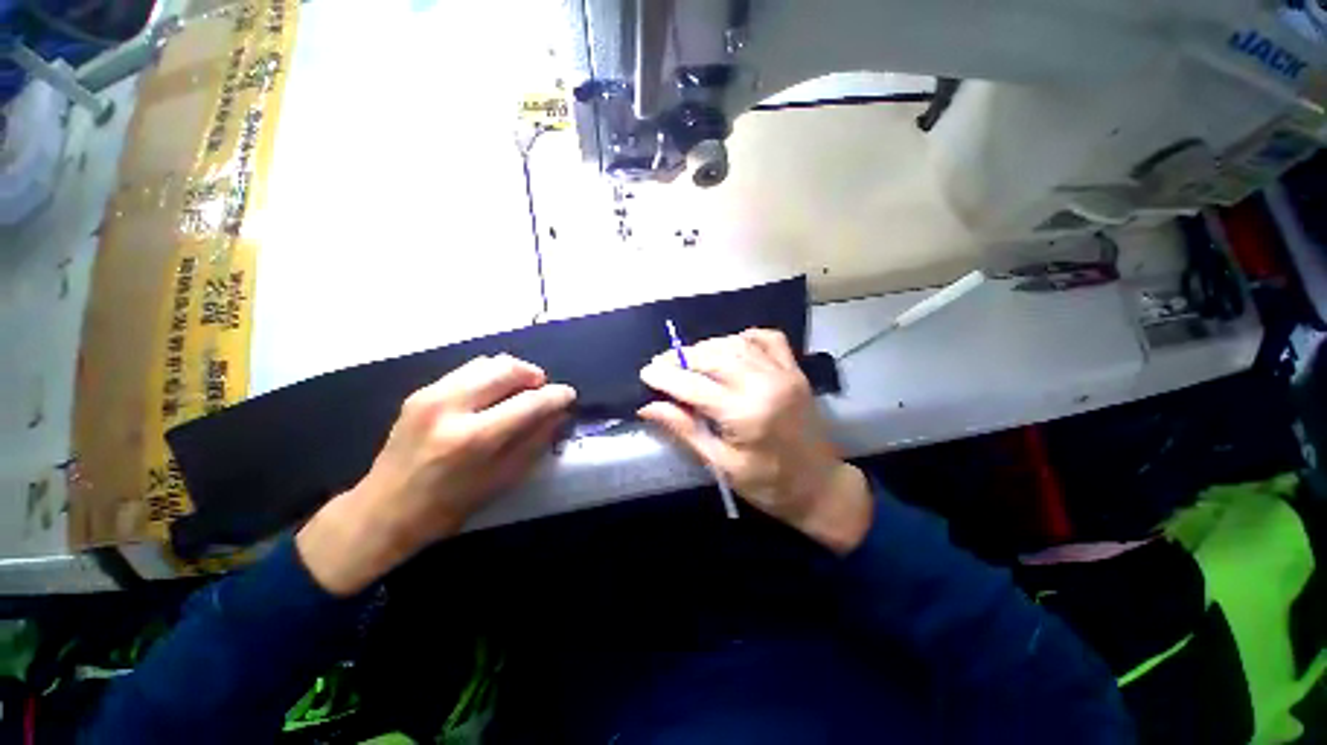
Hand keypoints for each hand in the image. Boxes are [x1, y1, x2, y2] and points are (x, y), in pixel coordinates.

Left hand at [297, 355, 575, 594]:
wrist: (383, 510)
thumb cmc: (449, 506)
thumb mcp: (502, 480)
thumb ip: (536, 441)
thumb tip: (559, 413)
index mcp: (472, 438)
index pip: (529, 402)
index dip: (556, 396)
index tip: (569, 396)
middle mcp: (450, 406)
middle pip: (507, 369)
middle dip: (534, 376)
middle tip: (542, 392)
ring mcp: (431, 394)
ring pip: (488, 363)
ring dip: (513, 373)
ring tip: (520, 392)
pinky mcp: (421, 392)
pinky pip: (468, 370)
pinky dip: (491, 376)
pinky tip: (493, 396)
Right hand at [639, 329, 872, 553]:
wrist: (821, 486)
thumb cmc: (768, 484)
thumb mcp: (721, 464)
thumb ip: (685, 430)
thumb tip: (648, 407)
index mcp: (744, 414)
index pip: (693, 385)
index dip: (664, 377)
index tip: (645, 373)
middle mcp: (763, 384)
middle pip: (712, 357)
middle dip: (680, 357)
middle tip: (661, 364)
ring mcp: (783, 373)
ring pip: (735, 343)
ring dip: (707, 346)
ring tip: (687, 358)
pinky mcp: (794, 370)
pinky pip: (767, 338)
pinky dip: (743, 337)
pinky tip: (730, 347)